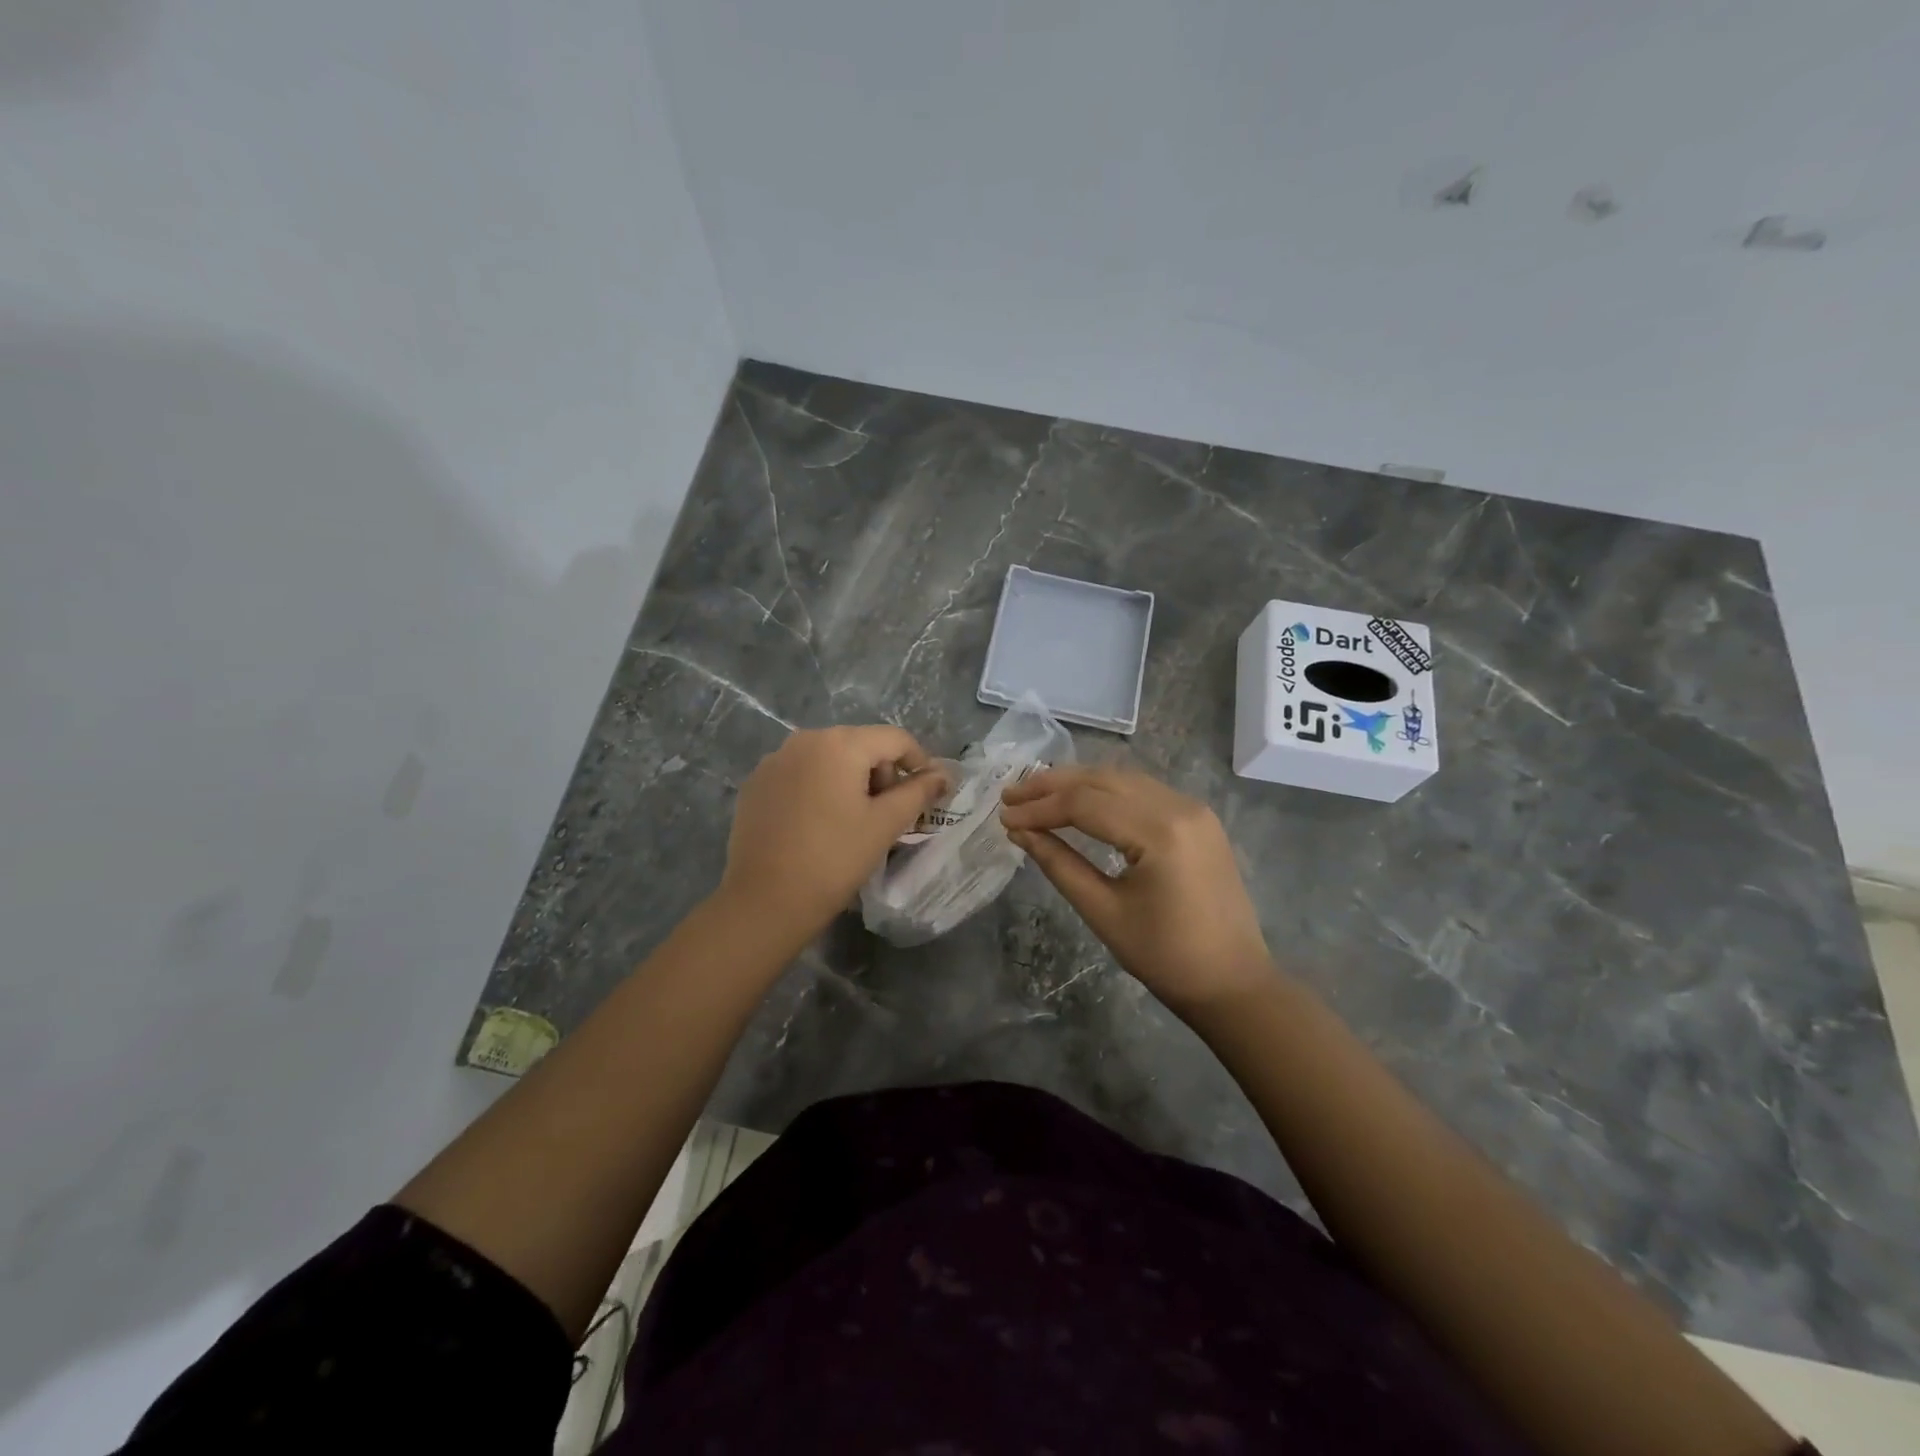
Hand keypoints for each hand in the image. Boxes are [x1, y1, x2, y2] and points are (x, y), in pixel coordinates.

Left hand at [720, 725, 949, 942]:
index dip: (919, 762)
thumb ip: (918, 792)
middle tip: (889, 814)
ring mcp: (774, 760)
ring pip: (828, 758)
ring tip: (854, 820)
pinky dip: (819, 789)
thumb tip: (942, 775)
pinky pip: (800, 774)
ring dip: (851, 780)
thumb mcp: (886, 824)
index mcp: (839, 744)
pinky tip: (819, 825)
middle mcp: (804, 739)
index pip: (894, 739)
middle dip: (882, 773)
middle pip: (860, 744)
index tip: (928, 793)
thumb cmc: (835, 859)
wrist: (765, 901)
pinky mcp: (756, 784)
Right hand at [1000, 766, 1277, 1015]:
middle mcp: (1179, 806)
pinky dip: (1105, 791)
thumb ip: (1059, 864)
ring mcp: (1194, 808)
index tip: (1003, 817)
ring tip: (1035, 794)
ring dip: (1078, 783)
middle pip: (1103, 780)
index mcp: (1160, 832)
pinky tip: (1079, 800)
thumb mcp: (1103, 911)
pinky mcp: (1198, 818)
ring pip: (1123, 779)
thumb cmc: (1165, 957)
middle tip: (1011, 796)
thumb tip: (1019, 832)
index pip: (1085, 804)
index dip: (1040, 809)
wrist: (1233, 982)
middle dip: (1053, 785)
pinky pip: (1143, 791)